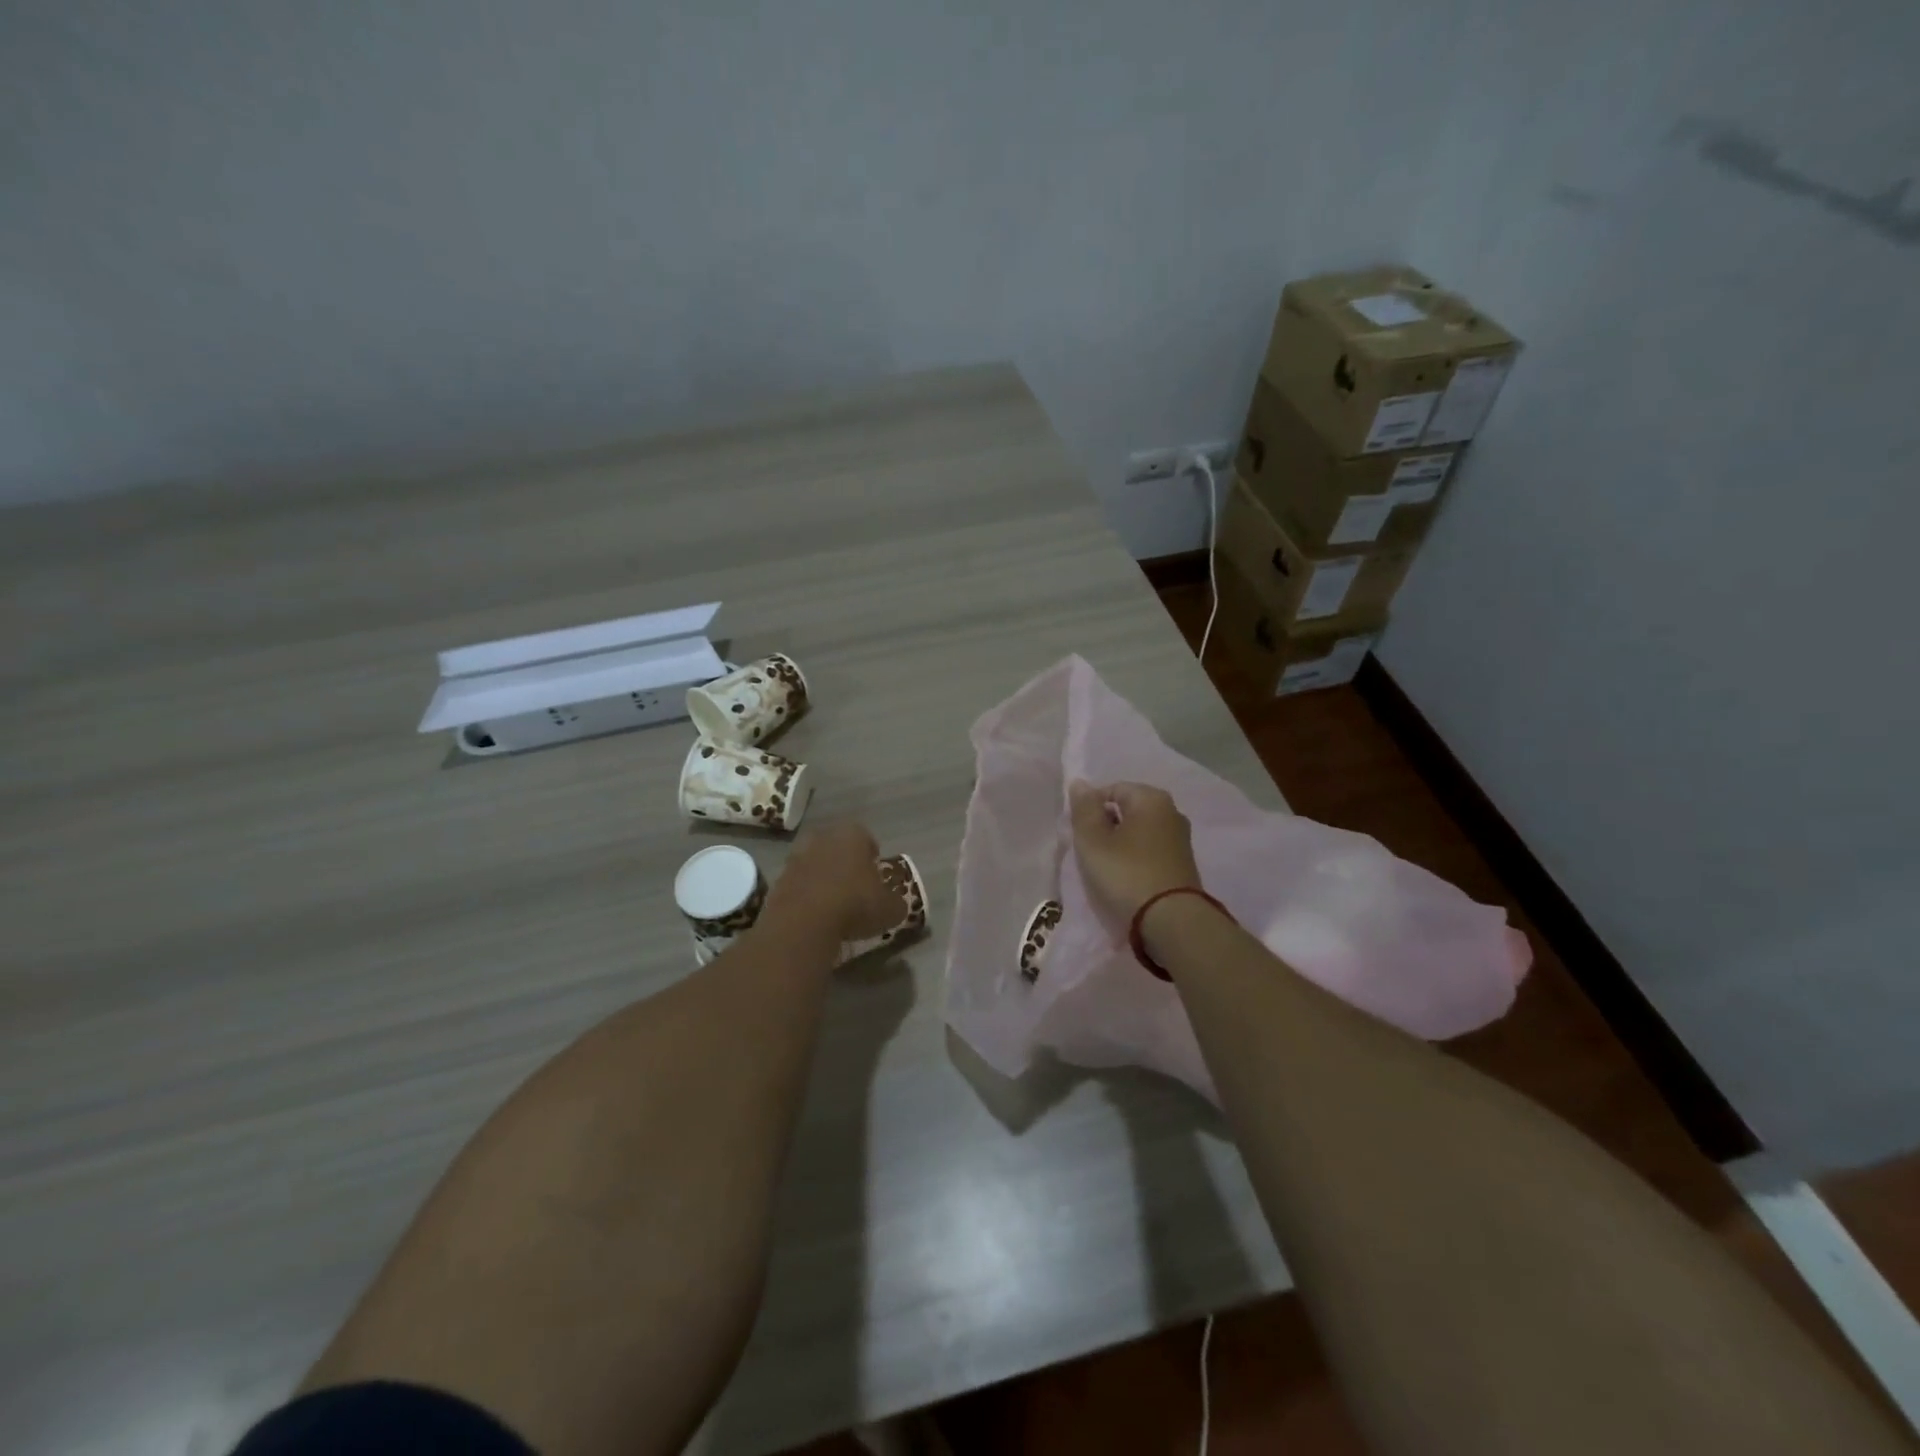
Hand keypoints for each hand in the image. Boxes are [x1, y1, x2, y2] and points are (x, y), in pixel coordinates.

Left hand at [763, 821, 904, 944]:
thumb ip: (896, 903)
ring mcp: (796, 857)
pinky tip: (814, 917)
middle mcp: (822, 838)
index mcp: (852, 834)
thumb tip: (896, 905)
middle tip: (855, 889)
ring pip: (815, 864)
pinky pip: (798, 885)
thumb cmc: (855, 904)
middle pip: (837, 848)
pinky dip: (806, 896)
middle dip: (845, 864)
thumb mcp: (890, 909)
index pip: (867, 839)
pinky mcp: (777, 880)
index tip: (876, 878)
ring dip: (823, 879)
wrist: (803, 923)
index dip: (873, 858)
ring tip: (833, 906)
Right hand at [1068, 780, 1203, 922]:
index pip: (1112, 790)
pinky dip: (1136, 859)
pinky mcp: (1184, 864)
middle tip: (1091, 853)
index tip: (1081, 835)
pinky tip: (1126, 879)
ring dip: (1120, 845)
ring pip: (1139, 832)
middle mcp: (1172, 811)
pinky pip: (1151, 852)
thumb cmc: (1126, 874)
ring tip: (1106, 869)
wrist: (1172, 921)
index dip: (1090, 810)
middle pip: (1127, 811)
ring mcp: (1181, 839)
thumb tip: (1080, 782)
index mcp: (1151, 798)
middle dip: (1106, 827)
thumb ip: (1084, 809)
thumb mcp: (1093, 840)